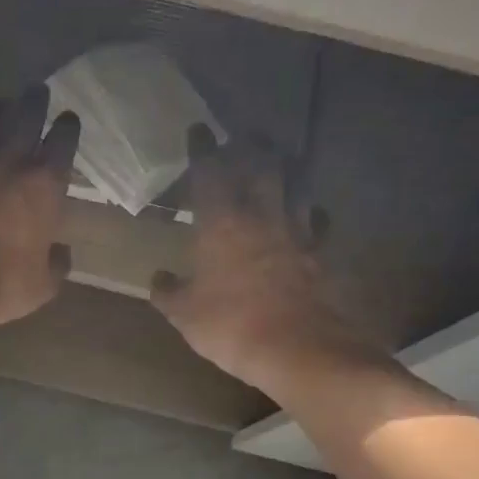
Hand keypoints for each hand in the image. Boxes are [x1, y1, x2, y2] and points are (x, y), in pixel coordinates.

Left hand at [0, 84, 78, 335]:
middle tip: (36, 90)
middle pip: (24, 119)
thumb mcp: (44, 285)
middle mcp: (10, 164)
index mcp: (45, 185)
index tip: (69, 118)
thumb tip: (62, 252)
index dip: (67, 128)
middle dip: (33, 102)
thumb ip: (57, 263)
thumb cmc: (5, 281)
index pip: (63, 143)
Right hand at [151, 127, 381, 392]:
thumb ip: (169, 292)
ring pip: (295, 186)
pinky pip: (317, 222)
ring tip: (281, 162)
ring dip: (286, 170)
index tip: (199, 130)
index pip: (210, 173)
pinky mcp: (319, 254)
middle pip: (261, 166)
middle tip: (246, 136)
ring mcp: (296, 233)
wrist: (296, 348)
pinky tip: (309, 215)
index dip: (202, 150)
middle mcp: (261, 216)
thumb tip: (159, 278)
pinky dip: (311, 213)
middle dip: (252, 146)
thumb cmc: (230, 325)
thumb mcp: (184, 314)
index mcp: (221, 224)